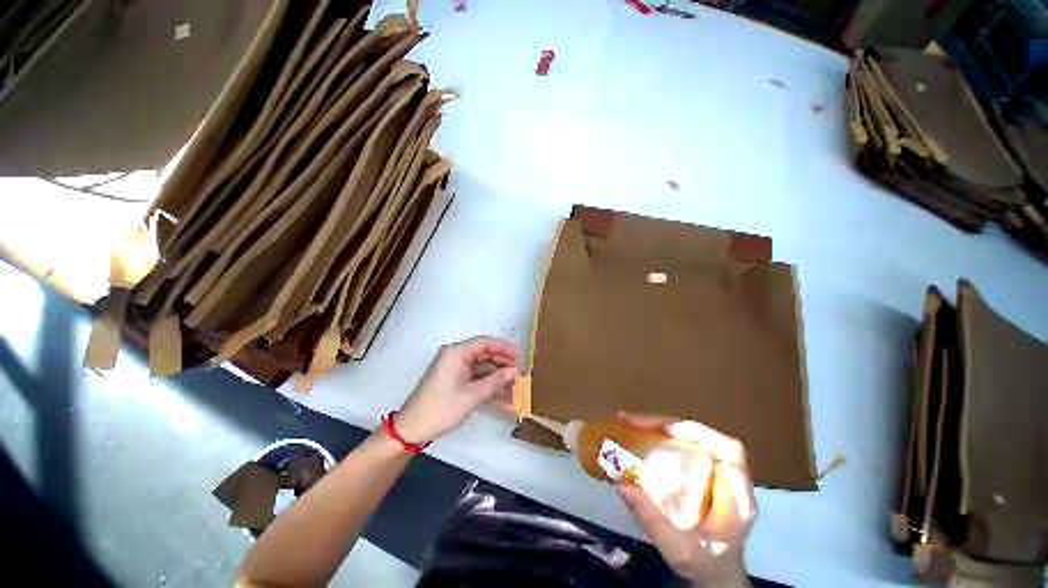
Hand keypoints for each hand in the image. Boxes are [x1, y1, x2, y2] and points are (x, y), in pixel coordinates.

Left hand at [395, 336, 520, 443]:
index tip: (520, 356)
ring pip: (482, 369)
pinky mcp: (454, 381)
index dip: (504, 348)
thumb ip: (495, 381)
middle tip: (520, 374)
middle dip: (503, 365)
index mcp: (456, 353)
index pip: (485, 343)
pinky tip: (503, 401)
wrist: (412, 430)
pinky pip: (475, 380)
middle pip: (484, 355)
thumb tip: (515, 371)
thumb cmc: (442, 408)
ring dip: (497, 379)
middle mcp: (455, 357)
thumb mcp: (472, 395)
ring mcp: (455, 370)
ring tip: (515, 389)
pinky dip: (488, 388)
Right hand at [616, 413, 756, 586]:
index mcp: (736, 499)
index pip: (729, 452)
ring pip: (690, 436)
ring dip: (660, 426)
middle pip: (703, 436)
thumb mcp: (677, 550)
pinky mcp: (702, 469)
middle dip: (667, 424)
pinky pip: (682, 444)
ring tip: (630, 423)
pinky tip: (641, 435)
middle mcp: (729, 478)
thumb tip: (621, 482)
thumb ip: (652, 520)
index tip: (666, 430)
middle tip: (633, 422)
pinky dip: (660, 436)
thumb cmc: (703, 563)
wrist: (716, 571)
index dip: (699, 433)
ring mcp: (716, 471)